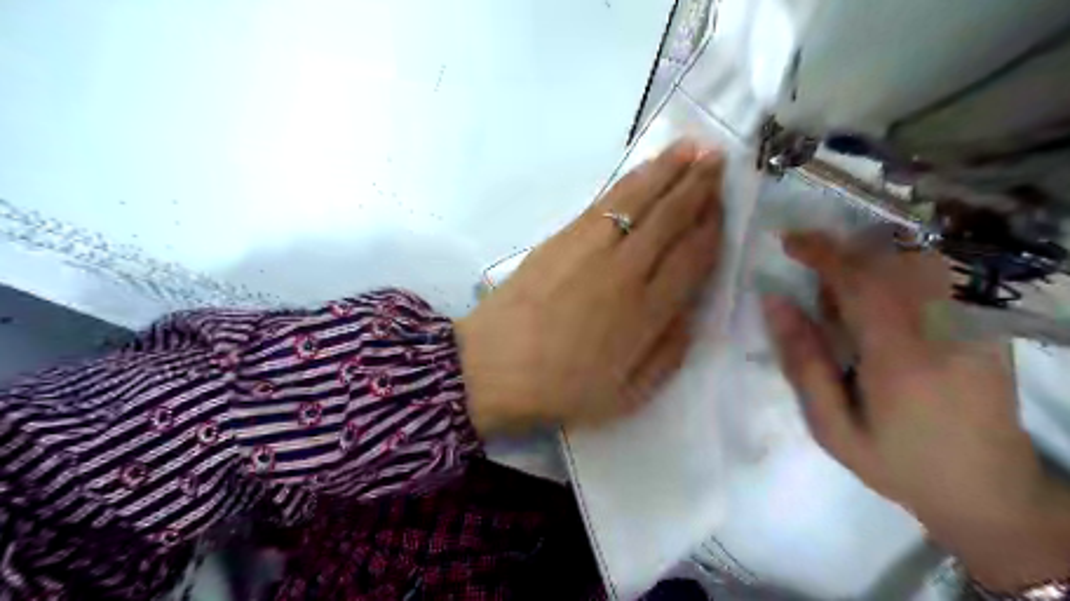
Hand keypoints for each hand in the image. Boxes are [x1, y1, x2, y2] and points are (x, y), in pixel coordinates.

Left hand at [456, 140, 721, 431]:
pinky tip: (644, 171)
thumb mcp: (628, 394)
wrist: (492, 368)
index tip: (725, 206)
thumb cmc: (561, 389)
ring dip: (668, 170)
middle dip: (699, 185)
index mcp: (647, 312)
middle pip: (670, 218)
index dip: (712, 228)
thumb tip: (691, 311)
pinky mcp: (562, 237)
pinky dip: (631, 181)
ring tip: (691, 148)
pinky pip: (605, 201)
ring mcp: (590, 248)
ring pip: (639, 199)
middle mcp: (625, 270)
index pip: (693, 257)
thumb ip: (669, 352)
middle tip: (719, 159)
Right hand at [764, 229, 1069, 591]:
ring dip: (871, 260)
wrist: (990, 492)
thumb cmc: (897, 463)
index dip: (821, 253)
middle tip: (810, 269)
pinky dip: (898, 273)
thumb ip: (803, 362)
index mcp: (901, 358)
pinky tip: (880, 304)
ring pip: (918, 262)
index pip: (860, 282)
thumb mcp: (832, 427)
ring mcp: (975, 325)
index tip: (789, 241)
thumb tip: (775, 302)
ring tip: (844, 293)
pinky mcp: (988, 326)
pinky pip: (938, 278)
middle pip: (890, 262)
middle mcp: (946, 330)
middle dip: (842, 253)